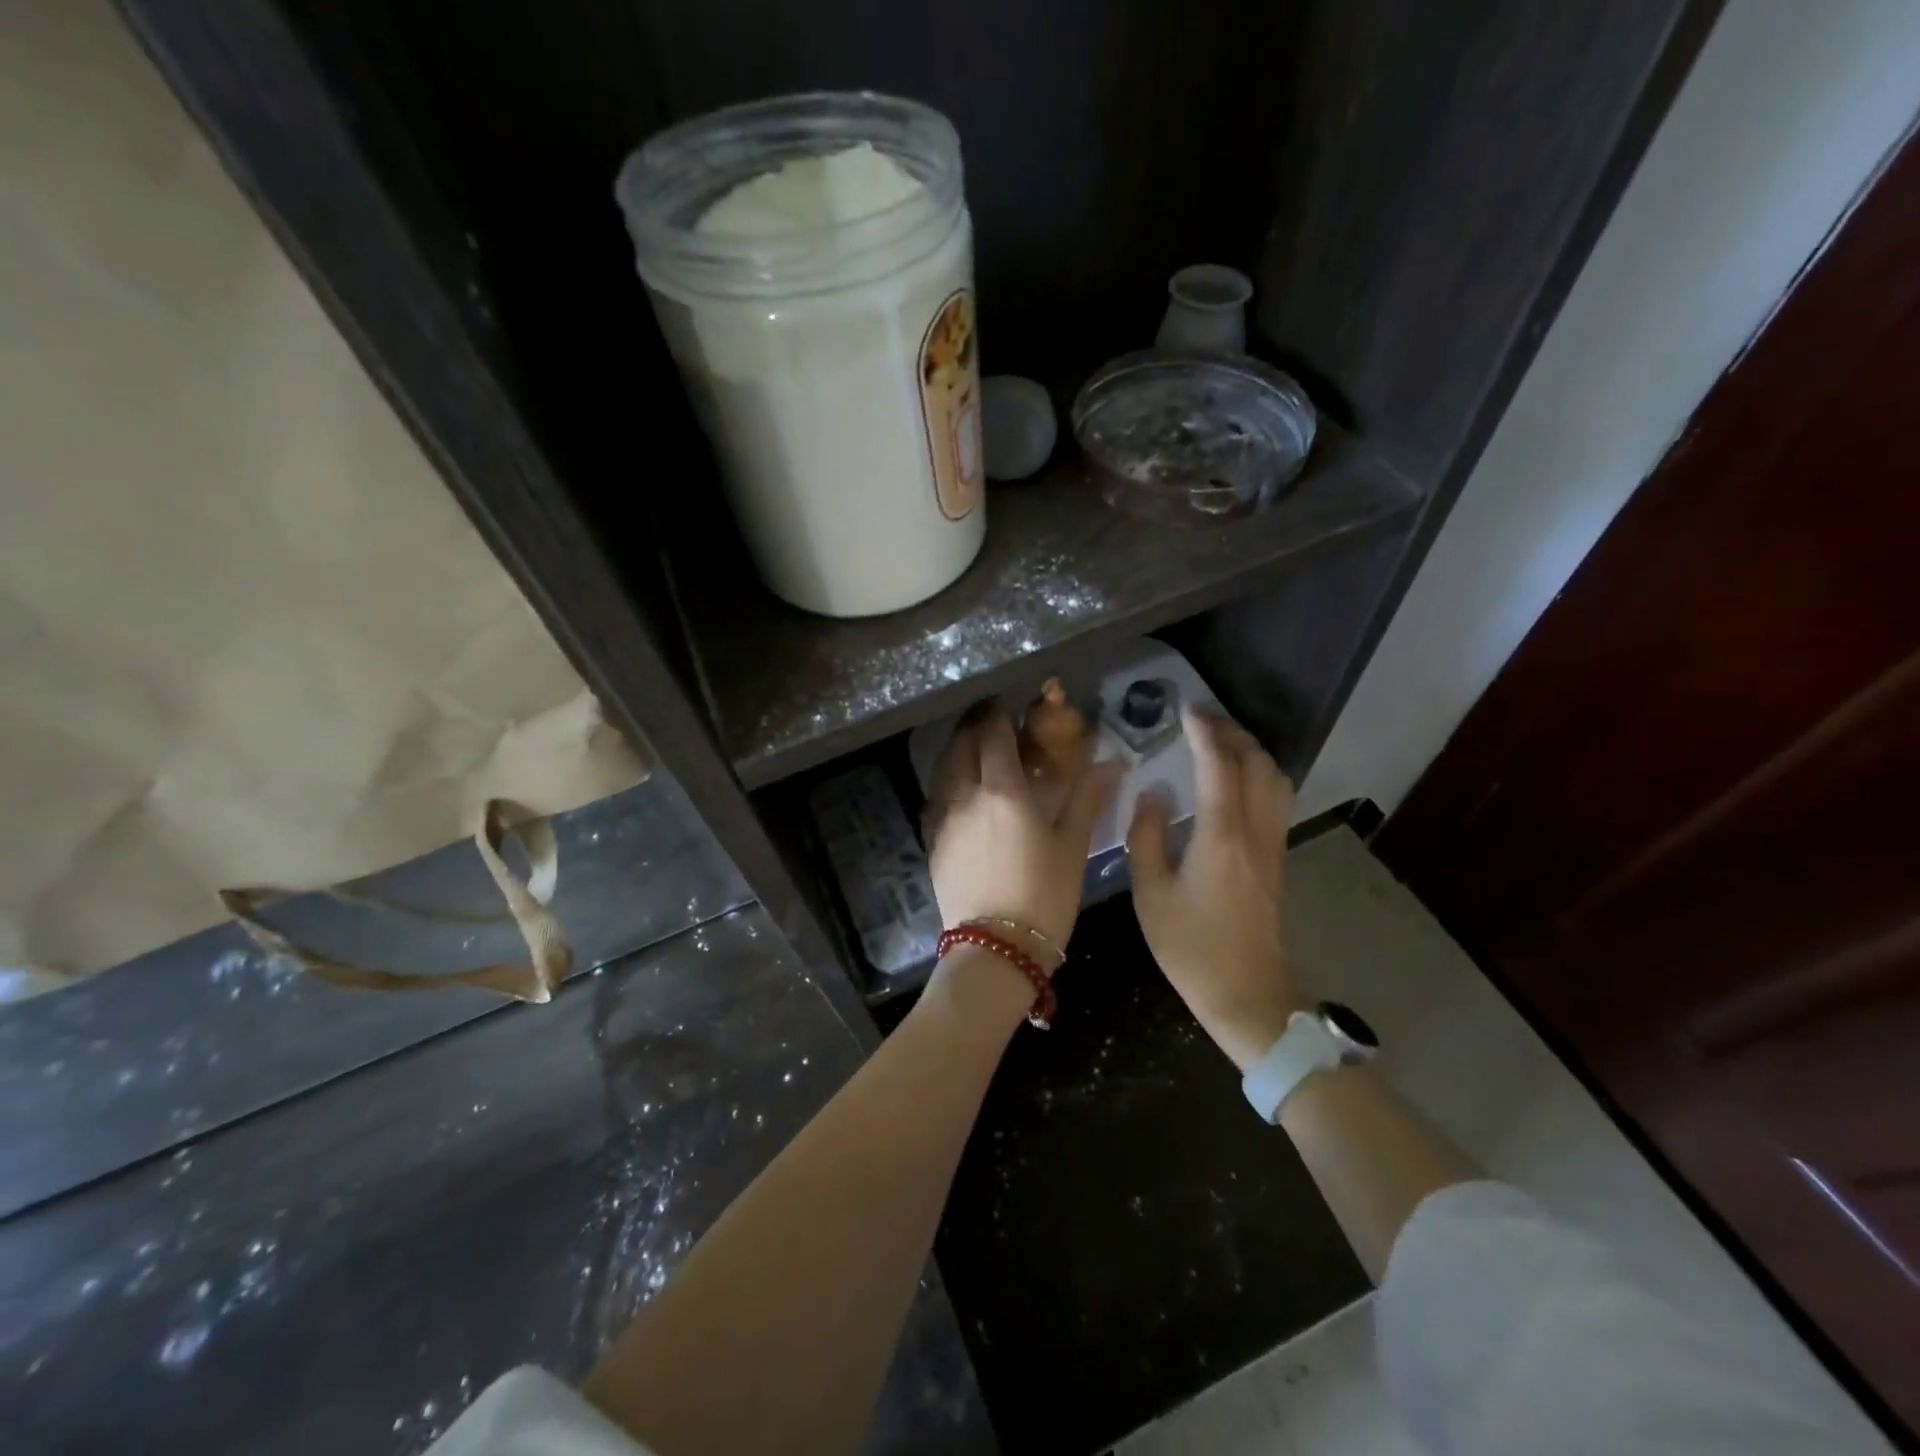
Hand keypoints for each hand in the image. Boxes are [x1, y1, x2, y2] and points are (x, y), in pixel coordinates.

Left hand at [922, 703, 1119, 955]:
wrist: (995, 948)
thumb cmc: (1044, 896)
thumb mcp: (1072, 846)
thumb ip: (1087, 799)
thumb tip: (1111, 763)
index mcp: (1003, 790)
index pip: (993, 733)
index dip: (999, 713)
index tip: (1008, 704)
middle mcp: (966, 794)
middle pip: (961, 743)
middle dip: (975, 724)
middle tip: (992, 721)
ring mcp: (943, 817)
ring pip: (943, 766)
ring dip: (958, 748)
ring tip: (976, 748)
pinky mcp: (931, 840)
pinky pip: (936, 794)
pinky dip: (948, 778)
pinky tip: (962, 788)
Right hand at [1127, 707, 1300, 1070]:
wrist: (1247, 993)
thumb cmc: (1191, 946)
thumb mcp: (1150, 893)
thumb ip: (1147, 836)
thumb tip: (1154, 793)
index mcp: (1222, 835)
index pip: (1219, 766)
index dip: (1205, 732)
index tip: (1187, 710)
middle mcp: (1255, 831)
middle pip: (1258, 763)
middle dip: (1232, 732)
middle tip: (1202, 720)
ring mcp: (1273, 844)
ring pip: (1276, 778)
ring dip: (1252, 750)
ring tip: (1222, 741)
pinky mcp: (1278, 858)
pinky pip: (1277, 798)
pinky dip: (1260, 773)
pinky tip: (1238, 779)